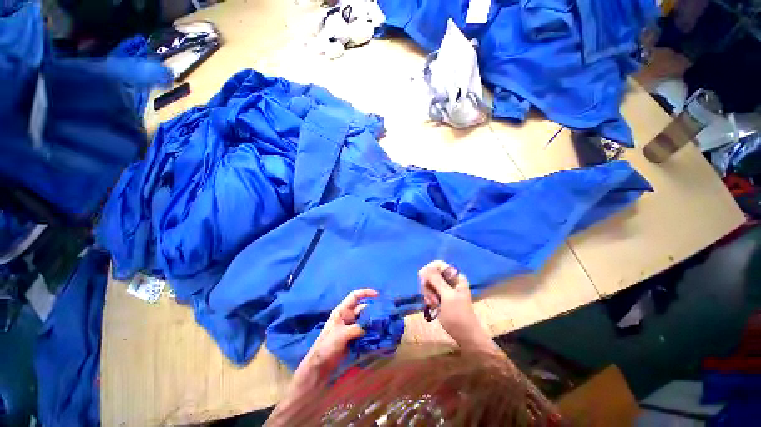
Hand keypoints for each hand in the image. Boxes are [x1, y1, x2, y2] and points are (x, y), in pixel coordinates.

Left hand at [293, 288, 378, 386]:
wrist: (320, 366)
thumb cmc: (327, 346)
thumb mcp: (341, 334)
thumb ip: (356, 328)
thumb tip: (368, 328)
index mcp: (342, 311)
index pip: (355, 296)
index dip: (366, 293)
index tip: (378, 295)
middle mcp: (347, 316)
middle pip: (362, 308)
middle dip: (372, 309)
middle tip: (384, 314)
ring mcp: (351, 327)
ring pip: (364, 319)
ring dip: (372, 321)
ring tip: (383, 323)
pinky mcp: (353, 337)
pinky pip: (364, 330)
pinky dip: (371, 331)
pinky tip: (378, 333)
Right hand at [419, 261, 490, 350]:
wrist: (465, 336)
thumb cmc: (458, 315)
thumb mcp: (447, 296)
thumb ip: (436, 280)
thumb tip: (425, 267)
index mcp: (455, 276)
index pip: (437, 264)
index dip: (429, 270)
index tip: (423, 281)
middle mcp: (450, 280)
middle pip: (431, 274)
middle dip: (428, 285)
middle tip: (432, 298)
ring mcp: (445, 289)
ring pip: (428, 283)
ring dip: (427, 293)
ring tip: (433, 304)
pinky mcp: (440, 297)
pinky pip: (429, 292)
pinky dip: (428, 298)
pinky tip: (432, 307)